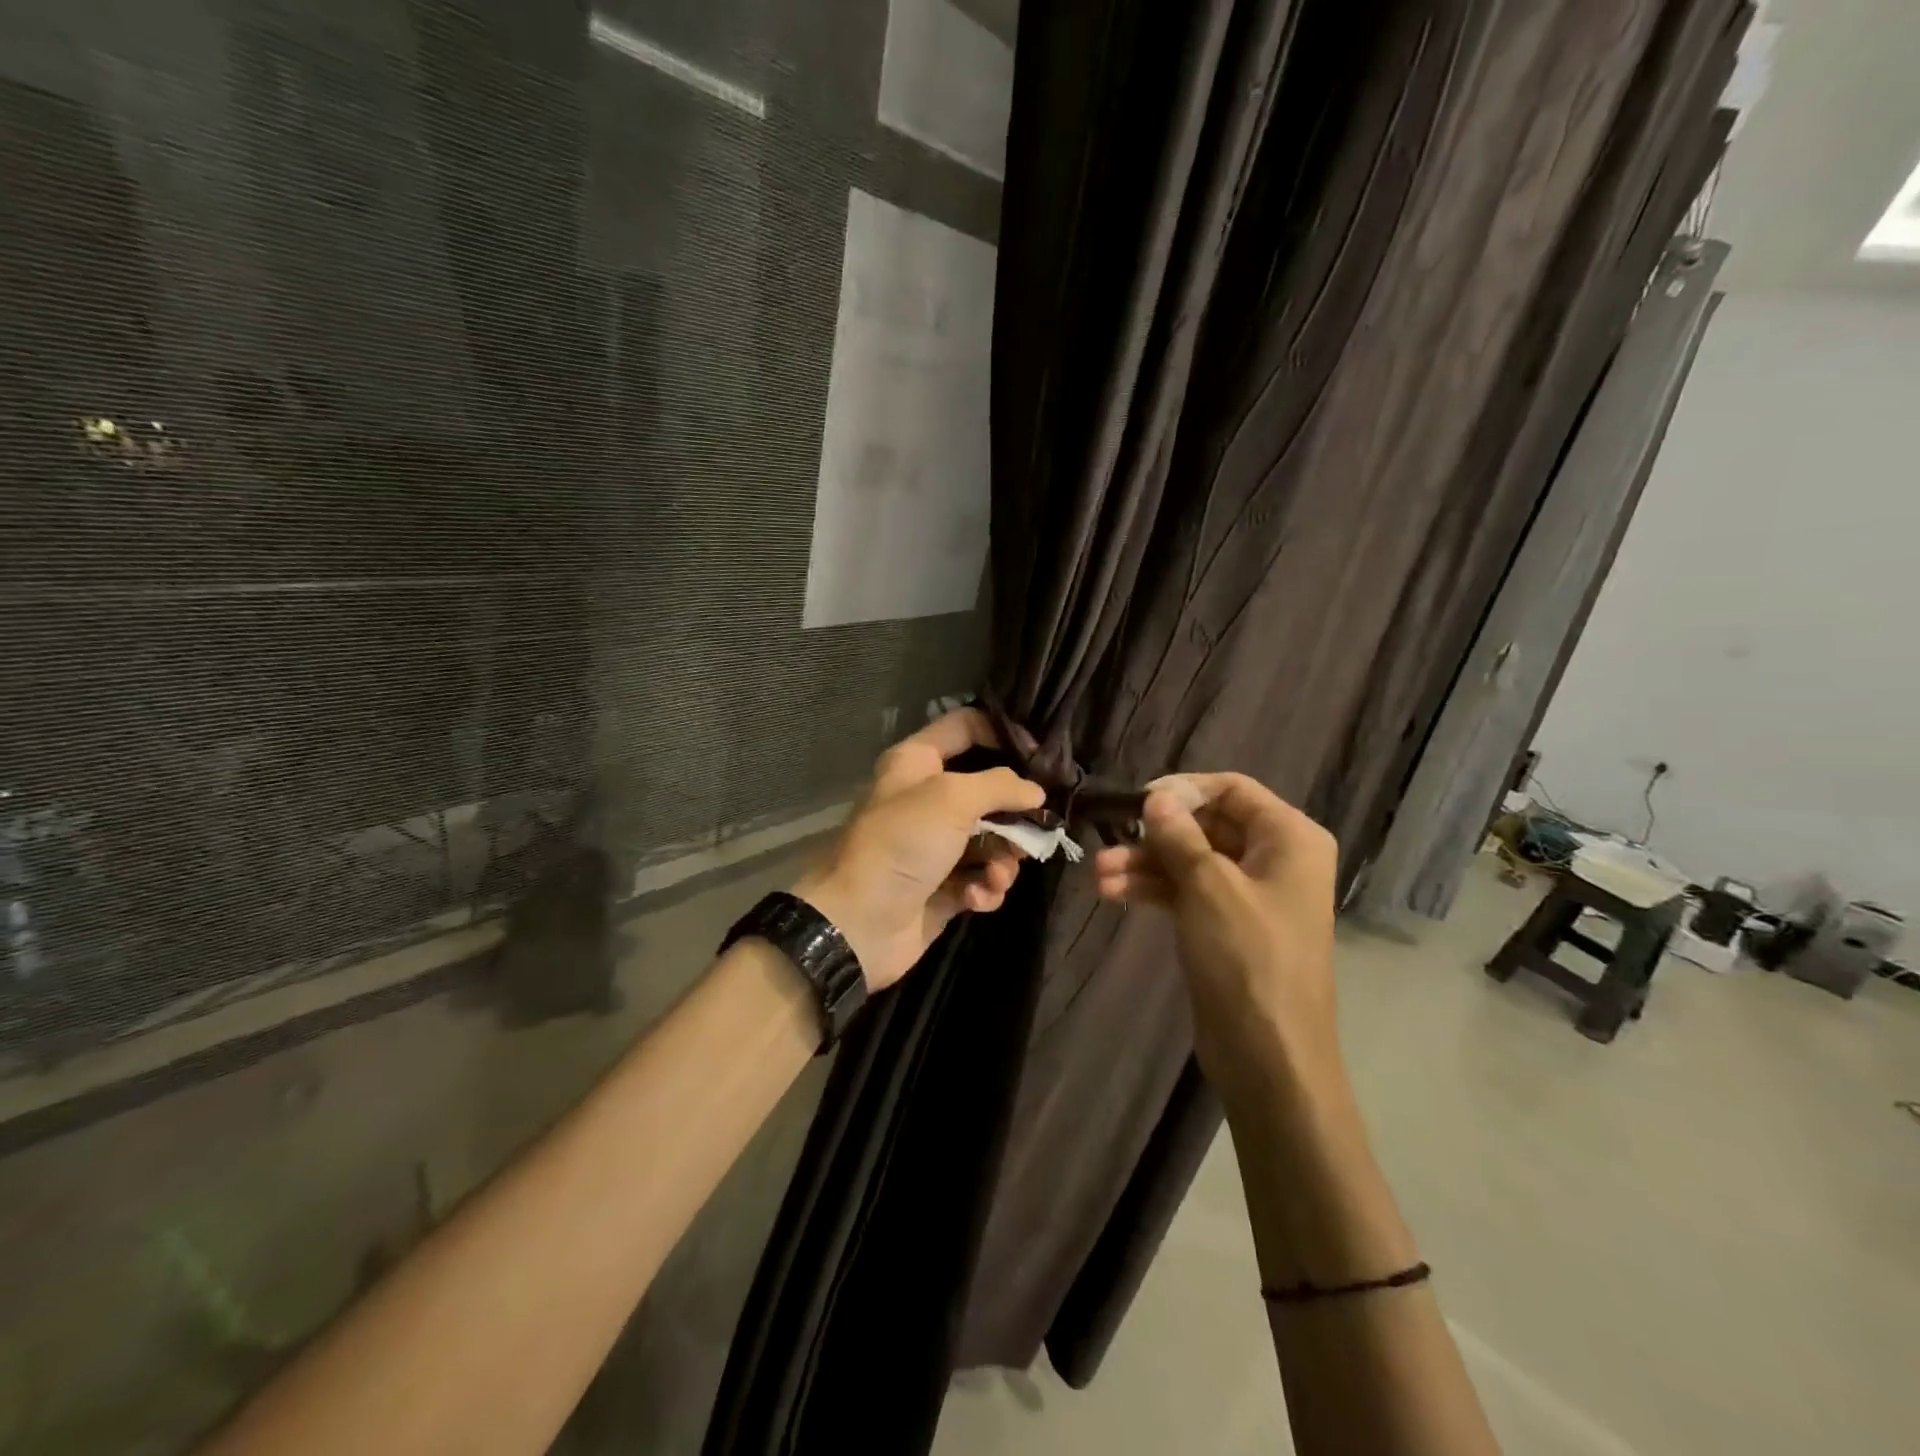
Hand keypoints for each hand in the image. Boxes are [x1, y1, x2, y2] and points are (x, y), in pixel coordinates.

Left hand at [796, 708, 1045, 991]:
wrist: (860, 924)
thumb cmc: (902, 844)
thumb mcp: (952, 799)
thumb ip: (999, 786)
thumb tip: (1035, 791)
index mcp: (917, 763)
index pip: (965, 727)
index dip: (1003, 733)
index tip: (1042, 756)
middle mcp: (926, 799)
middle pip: (988, 791)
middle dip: (1013, 815)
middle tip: (1033, 830)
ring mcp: (935, 846)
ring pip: (991, 841)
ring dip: (1002, 860)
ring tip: (995, 876)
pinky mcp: (944, 887)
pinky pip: (981, 879)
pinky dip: (984, 889)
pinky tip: (975, 899)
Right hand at [1093, 772, 1341, 1099]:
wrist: (1269, 1056)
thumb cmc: (1248, 958)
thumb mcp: (1209, 887)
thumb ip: (1179, 835)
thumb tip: (1156, 797)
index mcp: (1289, 838)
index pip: (1232, 789)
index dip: (1184, 790)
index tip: (1139, 803)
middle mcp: (1275, 858)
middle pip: (1206, 825)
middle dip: (1155, 834)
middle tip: (1109, 841)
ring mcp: (1250, 894)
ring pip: (1191, 860)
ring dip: (1145, 863)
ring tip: (1099, 874)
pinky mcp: (1227, 926)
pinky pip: (1188, 891)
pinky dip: (1155, 889)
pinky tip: (1114, 892)